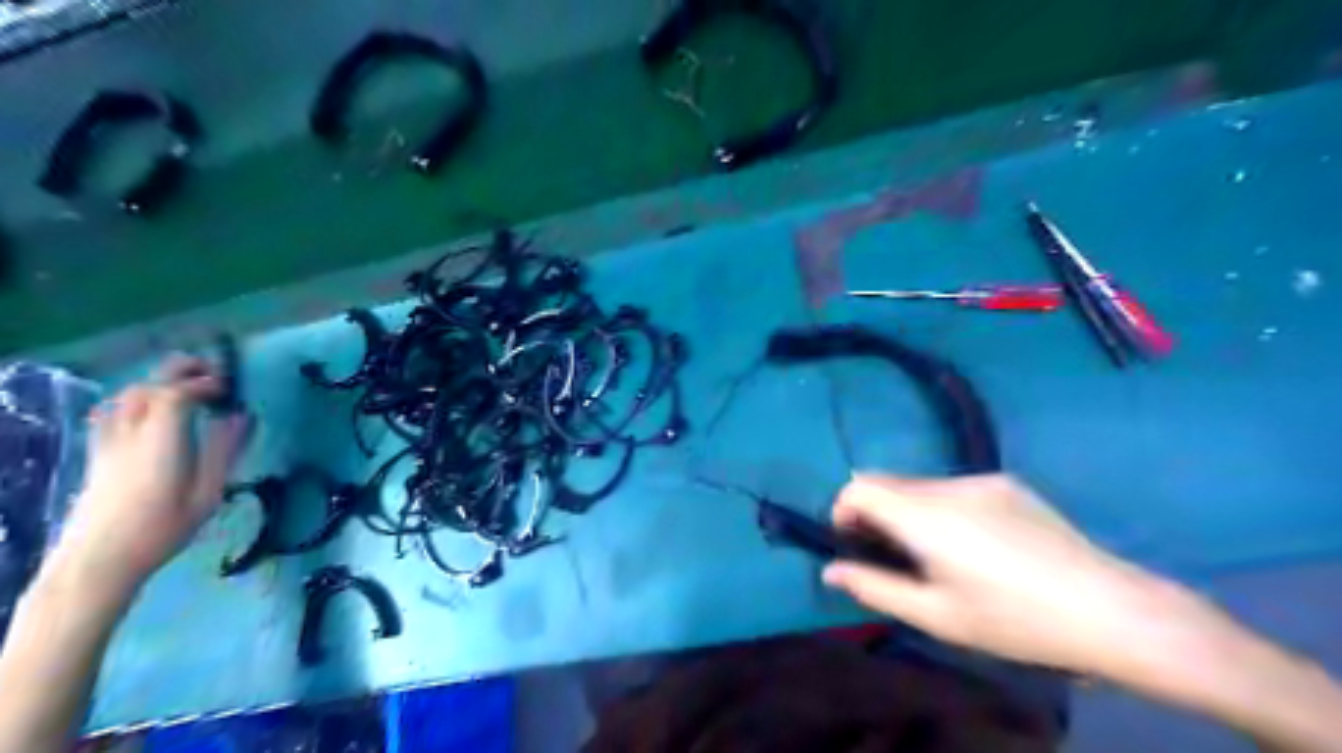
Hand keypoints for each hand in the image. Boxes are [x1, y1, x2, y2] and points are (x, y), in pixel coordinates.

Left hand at [51, 356, 250, 602]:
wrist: (97, 561)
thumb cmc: (162, 529)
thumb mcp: (207, 493)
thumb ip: (224, 450)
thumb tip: (242, 416)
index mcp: (160, 441)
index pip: (174, 393)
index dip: (203, 382)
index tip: (228, 388)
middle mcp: (129, 434)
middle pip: (147, 387)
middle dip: (178, 371)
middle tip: (211, 372)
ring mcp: (108, 443)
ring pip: (126, 397)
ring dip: (158, 383)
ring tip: (186, 389)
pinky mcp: (98, 454)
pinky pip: (112, 412)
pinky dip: (136, 399)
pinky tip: (149, 410)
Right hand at [830, 472, 1195, 677]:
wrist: (1111, 610)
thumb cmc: (1015, 621)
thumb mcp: (937, 616)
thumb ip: (875, 588)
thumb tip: (830, 571)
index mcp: (926, 516)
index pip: (859, 485)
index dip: (844, 509)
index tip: (854, 543)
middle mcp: (948, 485)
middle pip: (888, 482)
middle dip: (875, 512)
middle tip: (895, 557)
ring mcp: (981, 479)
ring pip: (920, 484)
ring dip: (909, 510)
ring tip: (939, 555)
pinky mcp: (1007, 482)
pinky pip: (953, 487)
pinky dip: (942, 507)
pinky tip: (978, 545)